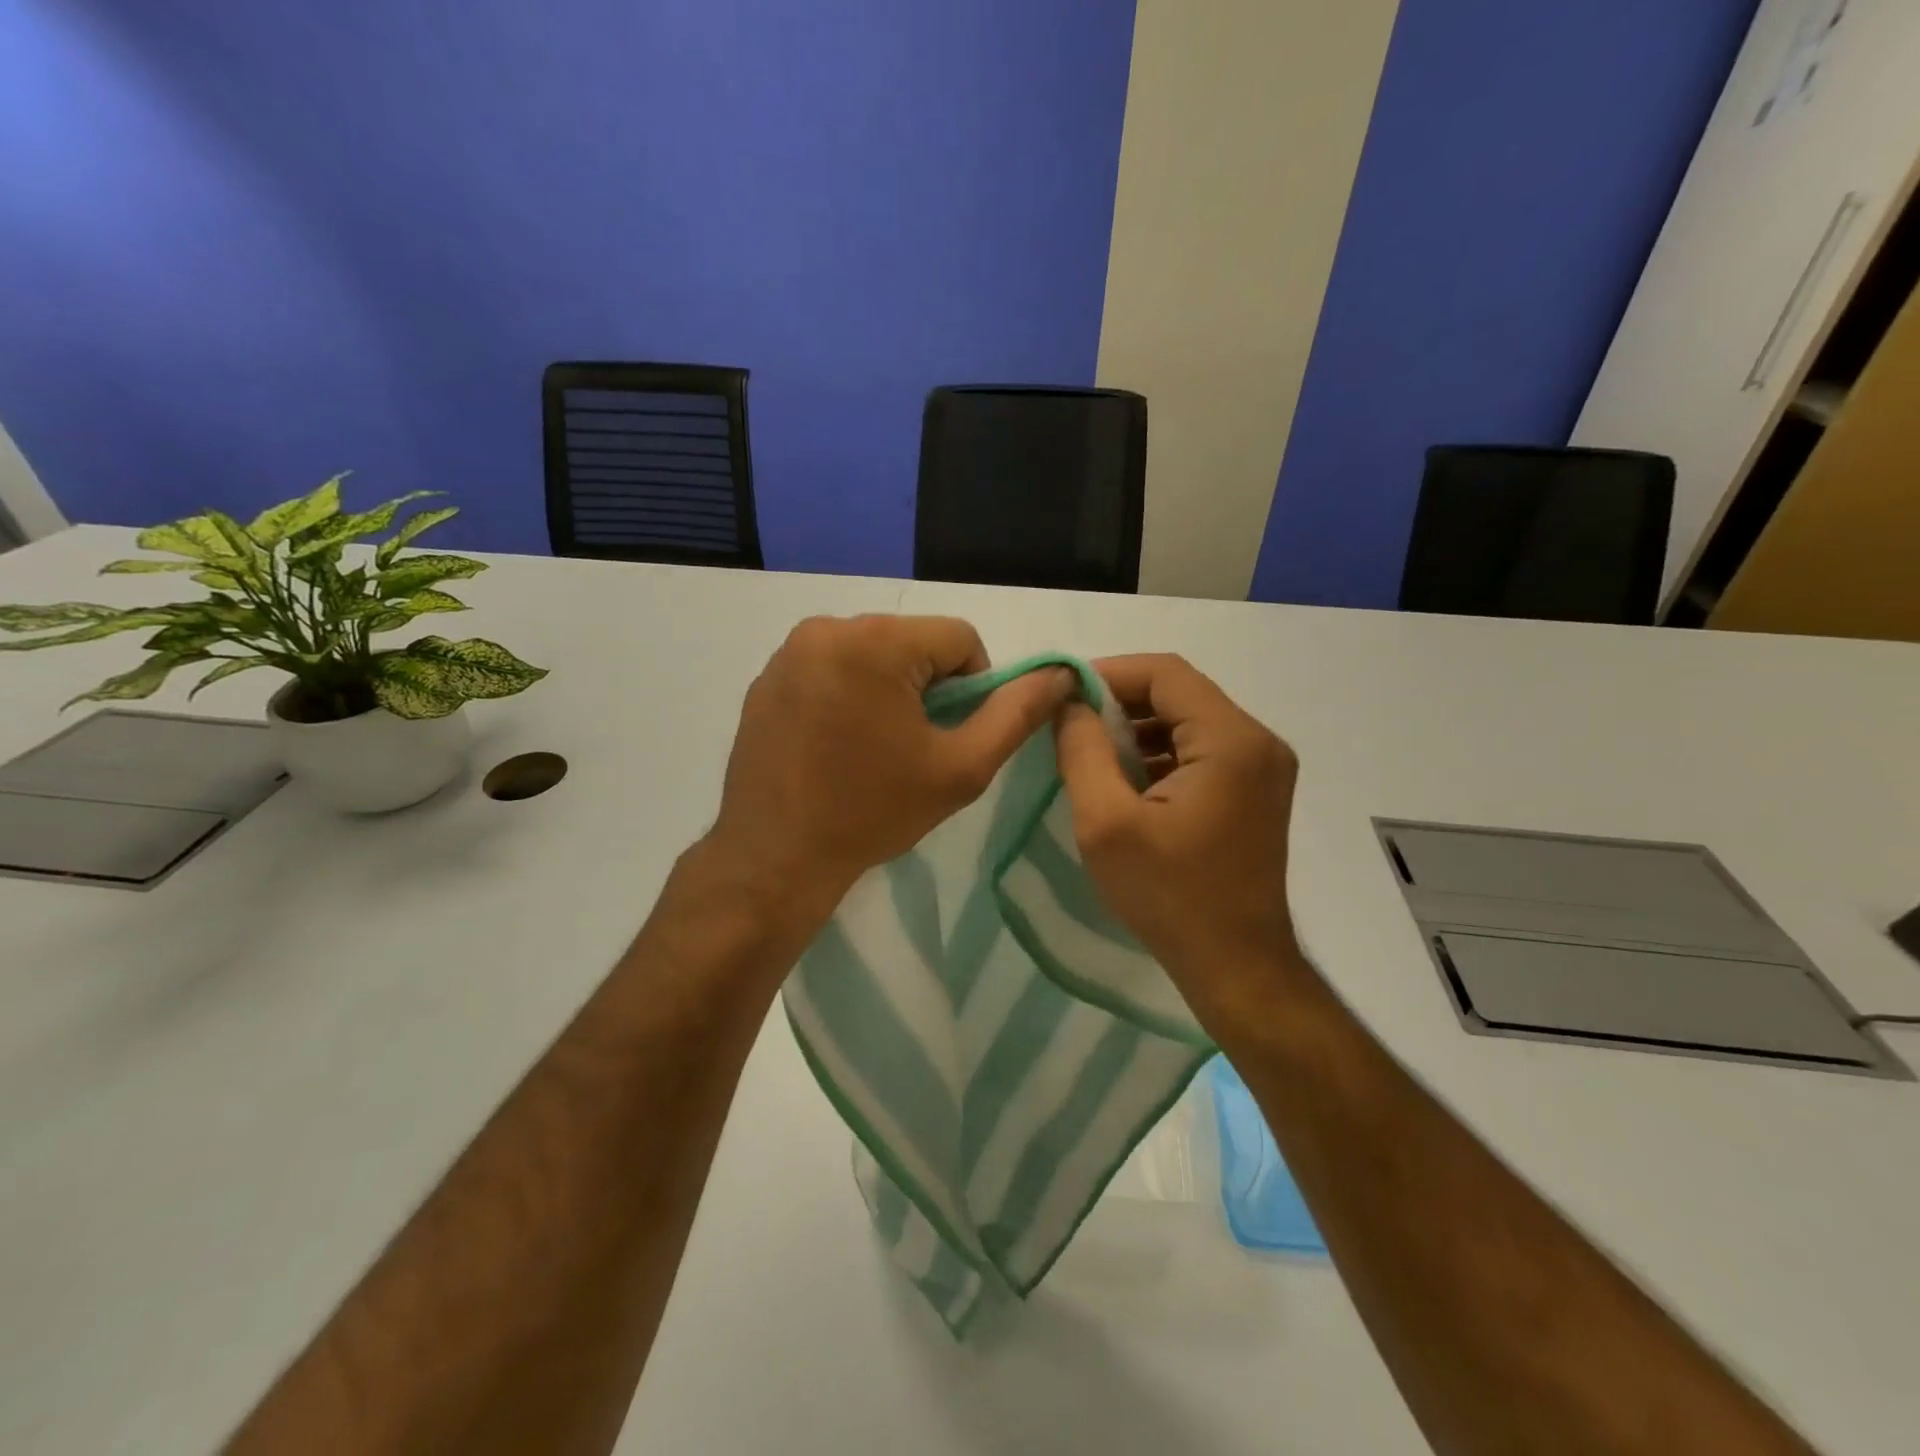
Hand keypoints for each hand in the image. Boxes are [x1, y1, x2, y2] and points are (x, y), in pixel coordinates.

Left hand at [705, 615, 1073, 926]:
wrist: (775, 858)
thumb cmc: (872, 812)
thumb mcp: (960, 768)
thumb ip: (1016, 714)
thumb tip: (1059, 674)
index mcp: (875, 641)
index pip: (959, 638)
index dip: (973, 688)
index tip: (950, 737)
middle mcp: (826, 628)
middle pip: (913, 642)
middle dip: (928, 688)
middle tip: (914, 748)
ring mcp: (789, 651)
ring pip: (873, 654)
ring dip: (889, 691)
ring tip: (875, 749)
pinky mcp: (767, 677)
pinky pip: (832, 668)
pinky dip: (849, 695)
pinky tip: (838, 745)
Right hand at [1053, 654, 1305, 1022]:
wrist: (1235, 967)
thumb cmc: (1169, 897)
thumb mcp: (1106, 822)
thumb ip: (1082, 750)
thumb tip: (1069, 704)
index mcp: (1231, 741)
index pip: (1165, 673)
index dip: (1108, 672)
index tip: (1063, 693)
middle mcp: (1258, 742)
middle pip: (1180, 693)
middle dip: (1120, 702)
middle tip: (1070, 724)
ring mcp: (1263, 768)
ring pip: (1189, 721)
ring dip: (1138, 728)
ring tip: (1090, 752)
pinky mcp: (1255, 792)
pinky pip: (1201, 751)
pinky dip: (1160, 753)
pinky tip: (1125, 779)